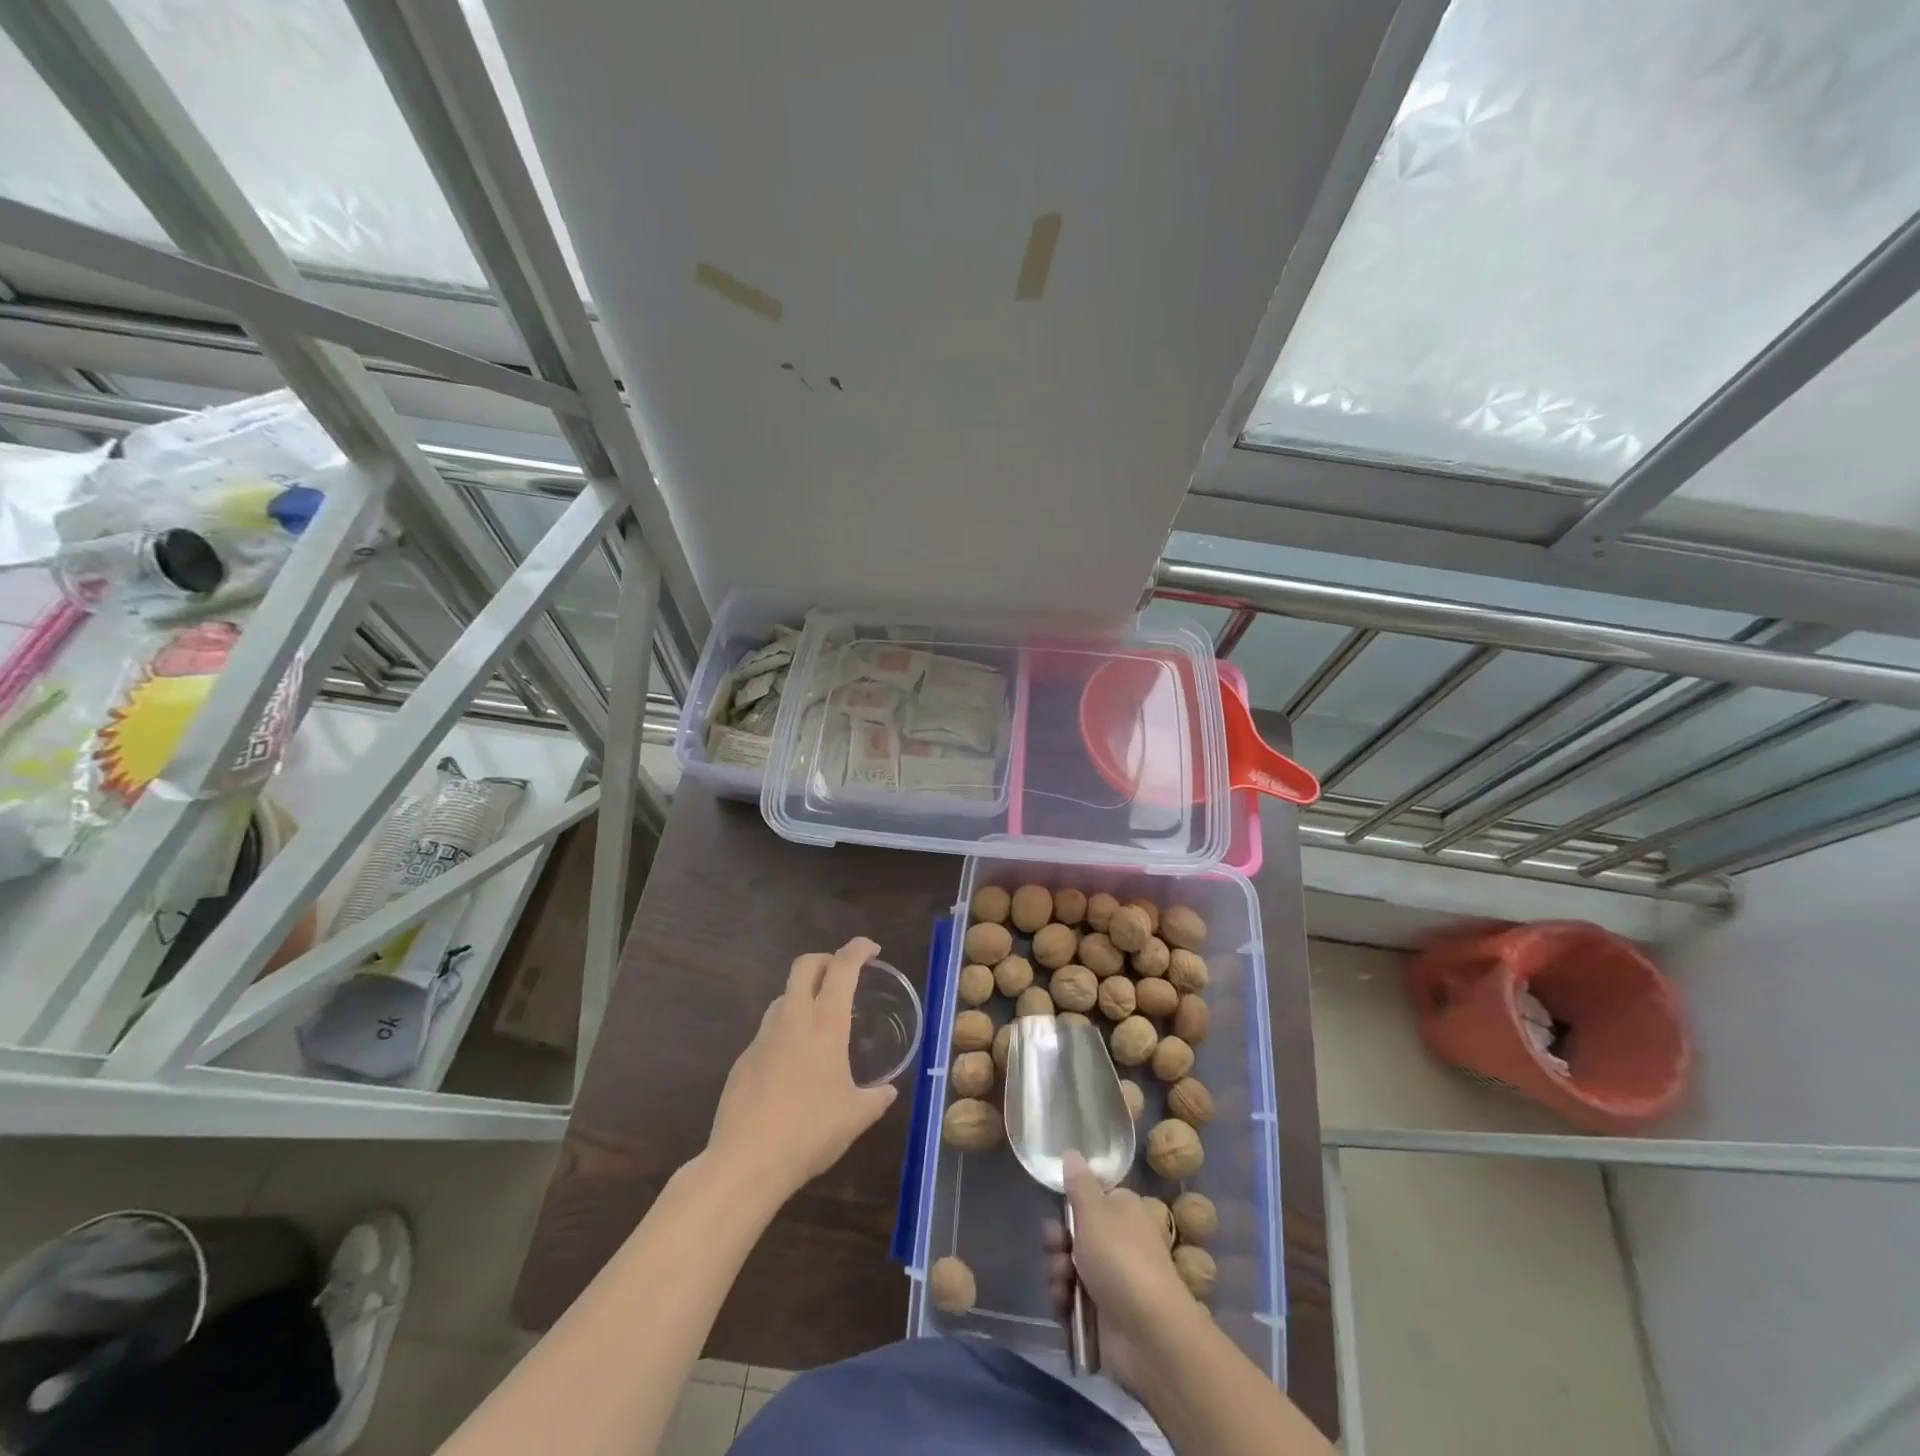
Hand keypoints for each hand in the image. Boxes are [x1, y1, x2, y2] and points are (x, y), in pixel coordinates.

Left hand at [705, 937, 898, 1202]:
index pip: (843, 967)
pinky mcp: (743, 1060)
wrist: (745, 1162)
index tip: (871, 949)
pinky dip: (785, 1030)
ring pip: (783, 996)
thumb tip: (889, 1091)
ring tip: (820, 1018)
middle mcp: (792, 1019)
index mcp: (825, 1023)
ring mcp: (762, 1037)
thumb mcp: (855, 1117)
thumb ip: (876, 1098)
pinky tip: (793, 1062)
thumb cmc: (810, 1132)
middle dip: (826, 959)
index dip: (858, 949)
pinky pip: (768, 1030)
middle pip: (805, 965)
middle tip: (843, 973)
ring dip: (803, 994)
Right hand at [1045, 1152, 1204, 1391]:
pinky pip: (1073, 1299)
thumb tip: (1072, 1152)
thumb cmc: (1121, 1258)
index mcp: (1123, 1211)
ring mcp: (1112, 1280)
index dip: (1071, 1205)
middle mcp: (1119, 1241)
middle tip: (1055, 1247)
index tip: (1057, 1212)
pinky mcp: (1103, 1315)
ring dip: (1058, 1271)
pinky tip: (1064, 1304)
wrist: (1149, 1333)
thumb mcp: (1094, 1210)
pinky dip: (1064, 1300)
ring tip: (1061, 1281)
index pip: (1092, 1199)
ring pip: (1070, 1266)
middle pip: (1075, 1233)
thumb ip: (1079, 1183)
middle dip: (1058, 1241)